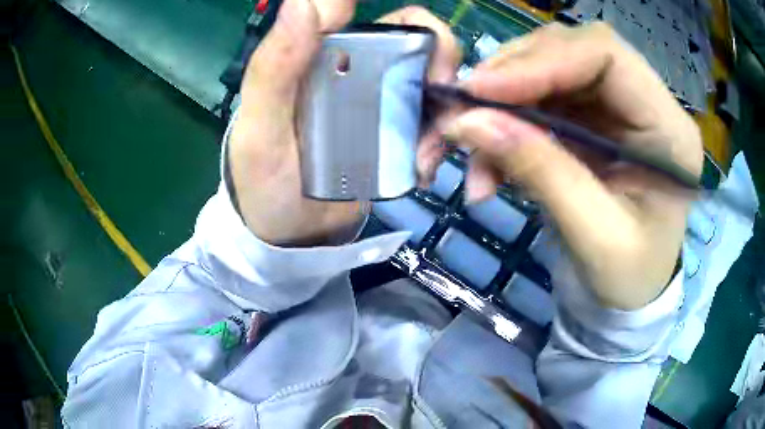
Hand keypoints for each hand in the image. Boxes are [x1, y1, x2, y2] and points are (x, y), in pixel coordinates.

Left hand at [228, 0, 458, 246]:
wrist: (288, 235)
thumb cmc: (265, 181)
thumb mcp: (260, 127)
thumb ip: (275, 67)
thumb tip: (305, 2)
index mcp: (331, 56)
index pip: (388, 22)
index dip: (423, 31)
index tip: (431, 68)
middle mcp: (363, 72)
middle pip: (427, 52)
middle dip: (445, 78)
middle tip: (438, 119)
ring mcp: (384, 106)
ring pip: (439, 92)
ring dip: (445, 121)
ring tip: (421, 162)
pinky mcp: (397, 139)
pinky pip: (435, 129)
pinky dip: (439, 146)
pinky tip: (420, 172)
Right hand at [434, 23, 702, 308]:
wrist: (629, 294)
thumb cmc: (627, 279)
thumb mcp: (594, 237)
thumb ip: (541, 171)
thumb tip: (469, 122)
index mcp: (669, 130)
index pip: (606, 55)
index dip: (542, 60)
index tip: (482, 91)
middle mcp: (646, 103)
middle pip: (572, 51)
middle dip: (514, 74)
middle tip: (466, 110)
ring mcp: (617, 107)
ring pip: (549, 69)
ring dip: (502, 101)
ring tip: (471, 145)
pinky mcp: (592, 118)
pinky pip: (539, 99)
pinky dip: (505, 123)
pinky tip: (489, 162)